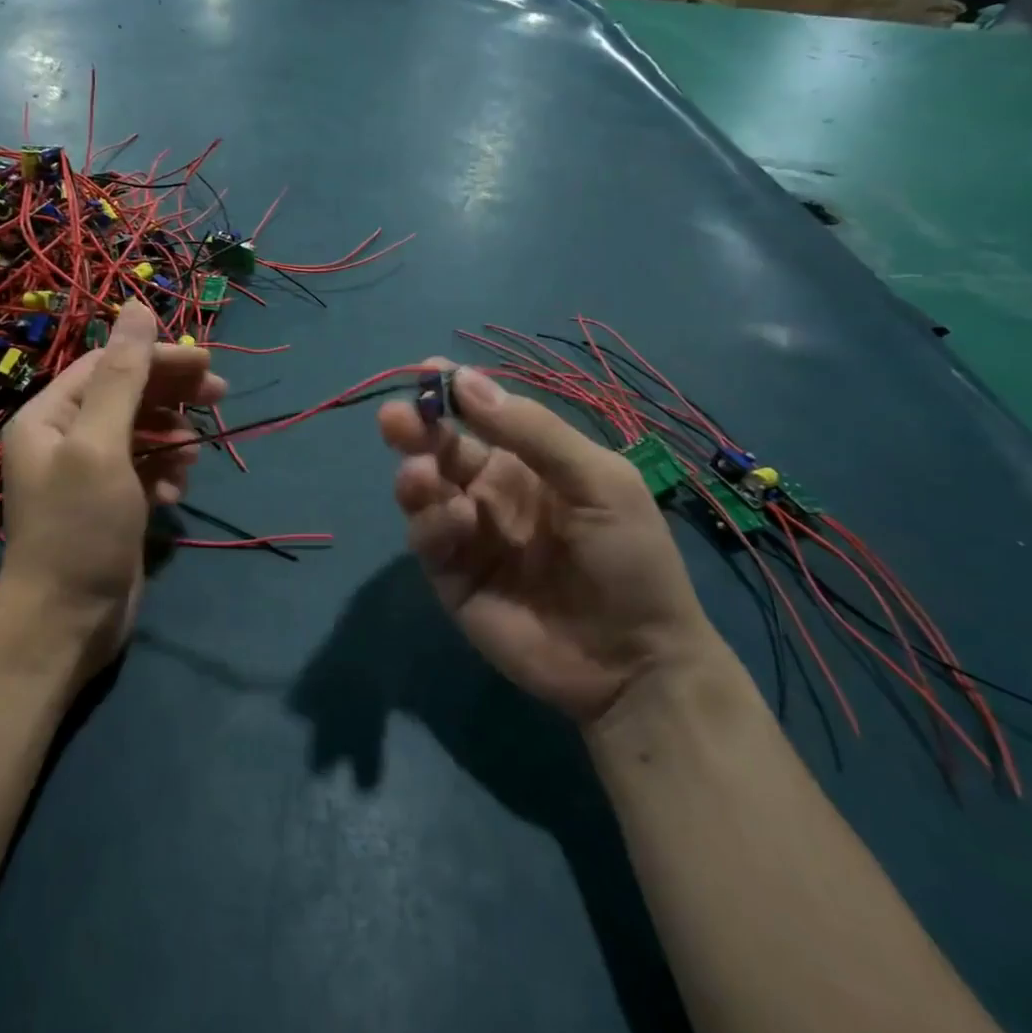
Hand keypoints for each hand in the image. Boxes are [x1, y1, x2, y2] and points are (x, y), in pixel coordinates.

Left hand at [0, 301, 224, 682]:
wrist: (65, 622)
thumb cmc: (80, 527)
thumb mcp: (101, 444)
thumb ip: (123, 375)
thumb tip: (137, 306)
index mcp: (50, 415)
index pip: (111, 365)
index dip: (159, 358)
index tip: (208, 364)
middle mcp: (64, 437)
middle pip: (128, 395)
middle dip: (173, 396)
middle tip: (221, 397)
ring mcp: (88, 473)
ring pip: (142, 433)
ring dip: (172, 439)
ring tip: (191, 460)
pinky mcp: (110, 503)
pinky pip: (145, 469)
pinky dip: (166, 473)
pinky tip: (176, 494)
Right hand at [378, 363, 719, 728]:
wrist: (635, 660)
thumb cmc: (629, 559)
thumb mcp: (599, 481)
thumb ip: (533, 432)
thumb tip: (465, 380)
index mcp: (528, 462)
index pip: (479, 417)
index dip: (452, 393)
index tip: (427, 372)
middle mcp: (490, 491)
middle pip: (439, 449)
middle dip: (414, 429)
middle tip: (396, 420)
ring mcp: (467, 534)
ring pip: (422, 491)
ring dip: (416, 476)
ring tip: (423, 475)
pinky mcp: (450, 576)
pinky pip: (426, 538)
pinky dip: (431, 523)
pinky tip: (458, 522)